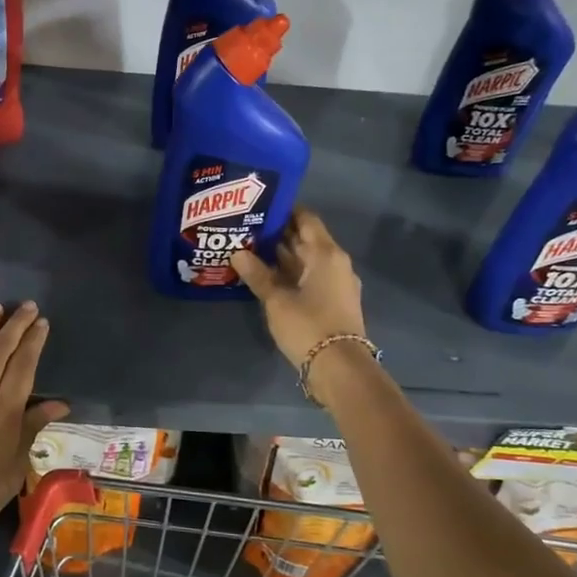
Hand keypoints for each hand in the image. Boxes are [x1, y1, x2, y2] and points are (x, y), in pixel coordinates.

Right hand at [229, 208, 365, 369]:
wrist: (340, 368)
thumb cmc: (308, 325)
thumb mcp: (277, 299)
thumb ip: (257, 274)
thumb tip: (237, 252)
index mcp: (325, 253)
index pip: (306, 219)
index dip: (284, 211)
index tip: (258, 207)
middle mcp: (335, 262)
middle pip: (306, 239)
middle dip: (278, 234)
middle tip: (246, 227)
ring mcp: (337, 283)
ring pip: (306, 260)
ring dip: (282, 256)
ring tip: (250, 249)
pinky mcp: (334, 301)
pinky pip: (310, 277)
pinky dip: (291, 273)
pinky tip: (266, 276)